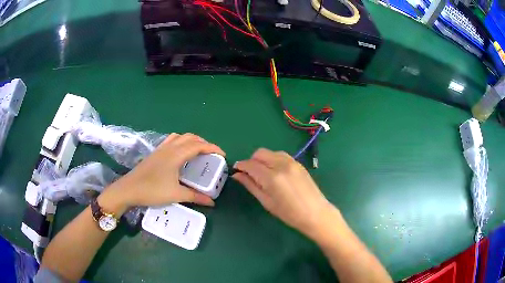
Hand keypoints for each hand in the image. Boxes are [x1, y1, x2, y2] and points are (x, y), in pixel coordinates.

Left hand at [103, 133, 224, 213]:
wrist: (129, 189)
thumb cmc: (152, 190)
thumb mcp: (176, 195)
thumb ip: (195, 197)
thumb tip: (212, 202)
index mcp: (176, 155)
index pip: (198, 145)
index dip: (212, 148)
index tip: (222, 154)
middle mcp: (169, 147)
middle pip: (190, 137)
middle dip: (204, 143)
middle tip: (211, 154)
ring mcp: (161, 148)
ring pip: (180, 137)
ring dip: (192, 141)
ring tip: (198, 152)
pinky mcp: (155, 152)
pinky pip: (172, 140)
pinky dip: (181, 142)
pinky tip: (181, 154)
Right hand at [232, 148, 335, 239]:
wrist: (315, 213)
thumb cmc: (289, 213)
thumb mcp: (266, 202)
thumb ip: (251, 185)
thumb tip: (237, 175)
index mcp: (272, 177)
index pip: (250, 164)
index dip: (241, 166)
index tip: (236, 170)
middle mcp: (281, 164)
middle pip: (259, 153)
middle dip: (251, 161)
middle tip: (250, 174)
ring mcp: (292, 162)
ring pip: (270, 152)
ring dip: (262, 159)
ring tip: (263, 174)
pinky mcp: (298, 163)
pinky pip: (281, 155)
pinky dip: (273, 160)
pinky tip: (275, 172)